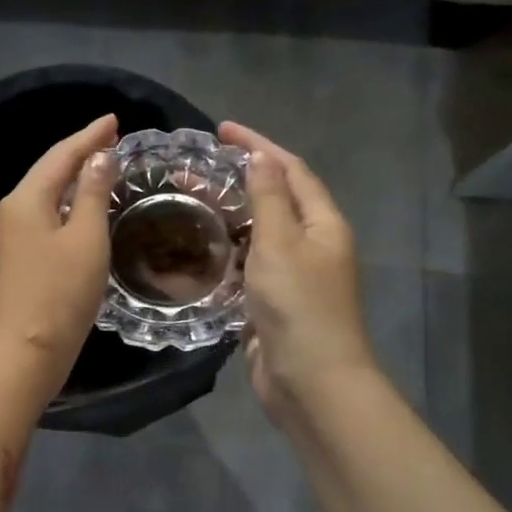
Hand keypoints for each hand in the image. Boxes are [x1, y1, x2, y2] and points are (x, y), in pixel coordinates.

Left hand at [0, 114, 119, 393]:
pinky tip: (85, 212)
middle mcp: (12, 212)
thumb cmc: (59, 294)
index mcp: (26, 200)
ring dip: (74, 181)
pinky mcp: (17, 263)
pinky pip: (45, 220)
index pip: (61, 155)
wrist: (22, 353)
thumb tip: (98, 159)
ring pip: (47, 198)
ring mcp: (10, 239)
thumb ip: (94, 194)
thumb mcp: (86, 240)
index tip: (115, 120)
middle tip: (112, 140)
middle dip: (80, 154)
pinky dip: (68, 208)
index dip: (90, 136)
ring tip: (103, 169)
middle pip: (49, 172)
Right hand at [220, 121, 375, 419]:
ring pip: (258, 236)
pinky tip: (198, 253)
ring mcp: (293, 277)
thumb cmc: (298, 305)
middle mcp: (312, 245)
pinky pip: (248, 268)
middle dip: (239, 181)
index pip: (290, 170)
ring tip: (189, 205)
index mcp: (322, 224)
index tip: (221, 130)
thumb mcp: (281, 243)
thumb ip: (269, 198)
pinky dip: (226, 256)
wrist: (311, 381)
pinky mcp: (273, 304)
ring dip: (229, 218)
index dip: (258, 145)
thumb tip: (261, 157)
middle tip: (195, 171)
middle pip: (275, 200)